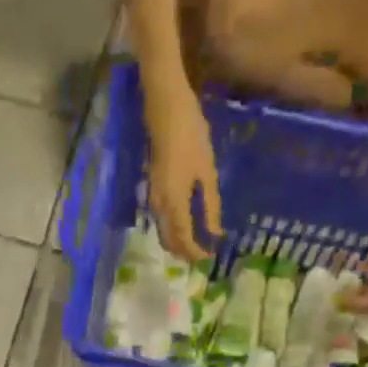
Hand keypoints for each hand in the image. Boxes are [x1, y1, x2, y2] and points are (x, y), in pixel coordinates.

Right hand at [145, 78, 221, 259]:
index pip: (183, 240)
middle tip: (203, 255)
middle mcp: (159, 206)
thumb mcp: (206, 171)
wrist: (166, 108)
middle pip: (169, 241)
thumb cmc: (191, 135)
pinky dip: (173, 228)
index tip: (210, 257)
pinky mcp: (152, 189)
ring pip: (163, 231)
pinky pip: (161, 219)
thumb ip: (210, 205)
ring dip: (178, 241)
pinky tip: (187, 223)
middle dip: (184, 252)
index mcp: (175, 203)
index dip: (196, 253)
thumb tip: (215, 232)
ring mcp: (153, 198)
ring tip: (197, 242)